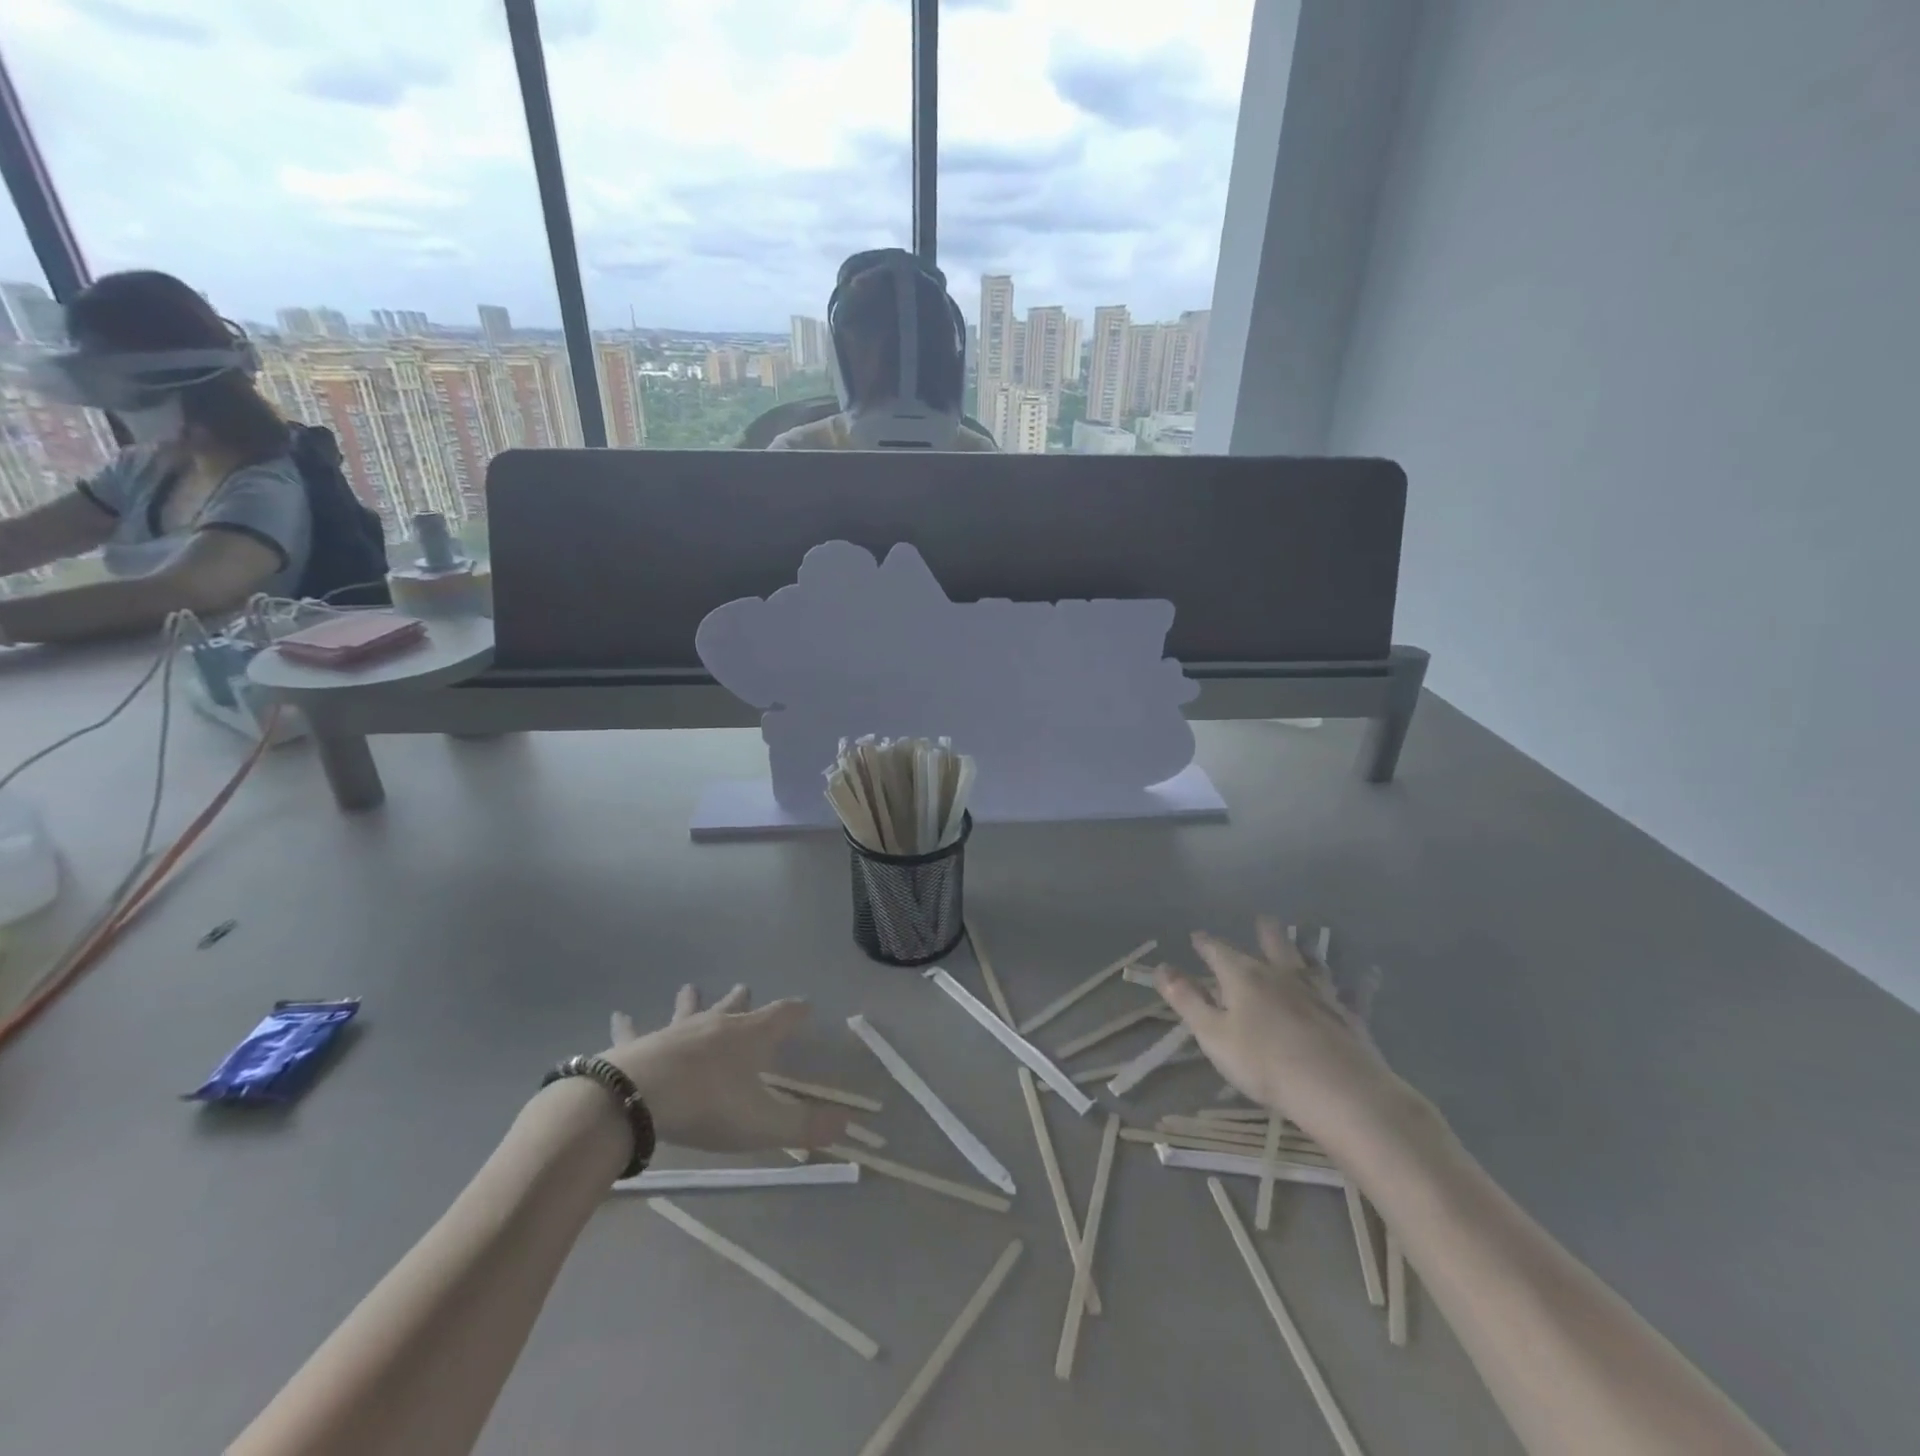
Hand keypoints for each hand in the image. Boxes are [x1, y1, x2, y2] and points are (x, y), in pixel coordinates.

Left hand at [599, 985, 848, 1152]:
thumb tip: (845, 1124)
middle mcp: (716, 1026)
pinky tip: (619, 1014)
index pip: (783, 1016)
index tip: (806, 1008)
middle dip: (743, 1000)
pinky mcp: (640, 1045)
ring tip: (690, 987)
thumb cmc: (708, 1106)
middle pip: (735, 1007)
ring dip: (692, 1000)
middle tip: (744, 987)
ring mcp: (676, 1032)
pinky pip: (634, 1031)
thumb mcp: (764, 1123)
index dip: (796, 1012)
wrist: (637, 1099)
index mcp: (750, 1037)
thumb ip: (805, 1125)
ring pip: (688, 1010)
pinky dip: (628, 1024)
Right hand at [1155, 919, 1410, 1145]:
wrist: (1337, 1090)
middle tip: (1263, 920)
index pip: (1218, 952)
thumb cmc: (1264, 1064)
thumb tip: (1162, 967)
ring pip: (1311, 962)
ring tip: (1305, 941)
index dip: (1206, 944)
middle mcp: (1282, 975)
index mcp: (1244, 977)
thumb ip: (1187, 1000)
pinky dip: (1362, 981)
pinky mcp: (1349, 1015)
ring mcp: (1319, 992)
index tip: (1197, 936)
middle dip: (1264, 932)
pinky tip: (1370, 973)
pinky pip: (1357, 993)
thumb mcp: (1213, 1034)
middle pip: (1272, 944)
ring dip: (1305, 950)